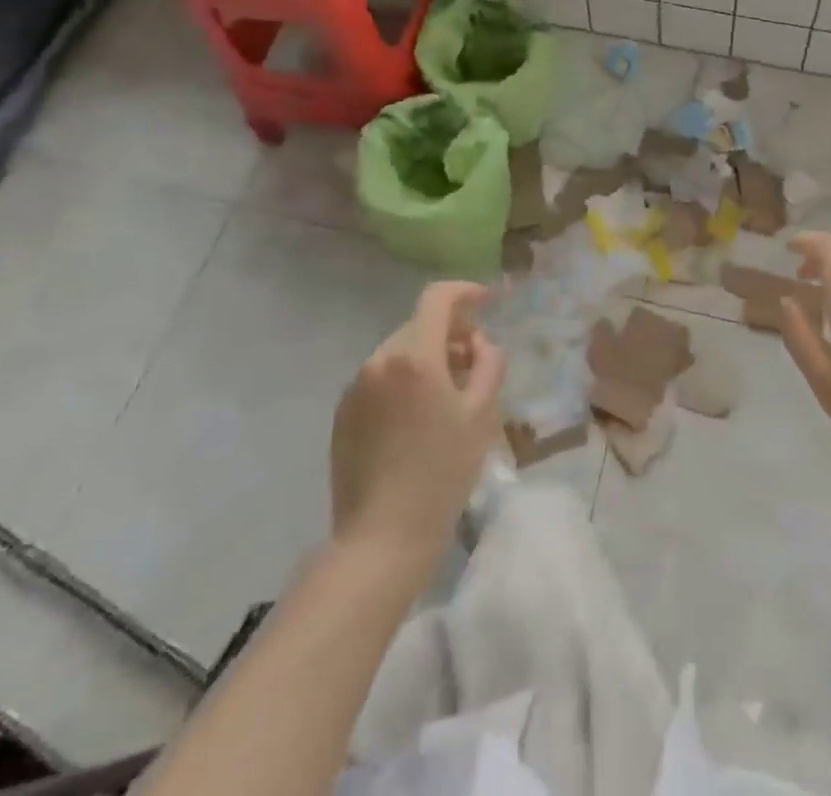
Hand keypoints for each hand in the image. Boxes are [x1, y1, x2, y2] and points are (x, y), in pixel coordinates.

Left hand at [330, 282, 504, 561]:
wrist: (381, 538)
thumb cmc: (442, 473)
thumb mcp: (481, 415)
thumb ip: (488, 363)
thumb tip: (479, 342)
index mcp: (414, 356)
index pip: (437, 298)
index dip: (465, 291)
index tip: (486, 301)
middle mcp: (379, 360)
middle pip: (419, 325)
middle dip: (449, 332)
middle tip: (473, 362)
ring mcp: (355, 387)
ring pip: (399, 352)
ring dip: (426, 357)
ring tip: (447, 395)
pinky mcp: (342, 413)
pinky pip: (380, 379)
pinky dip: (403, 381)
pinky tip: (417, 419)